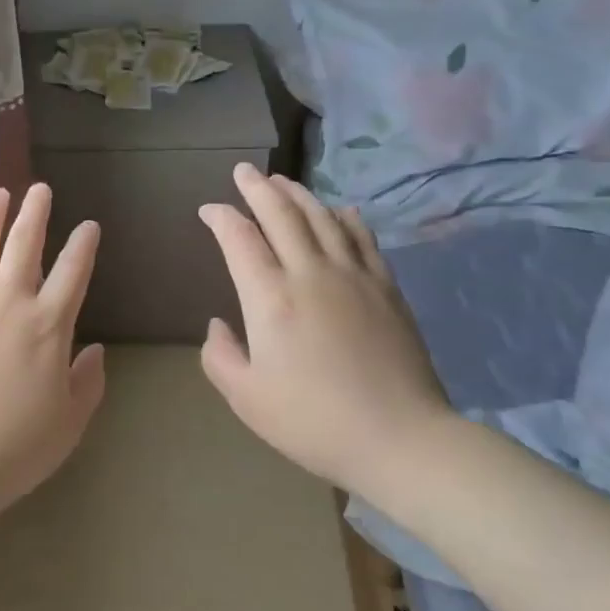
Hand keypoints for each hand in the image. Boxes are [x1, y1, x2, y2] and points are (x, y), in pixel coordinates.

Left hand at [0, 184, 105, 509]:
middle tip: (40, 188)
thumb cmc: (16, 448)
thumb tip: (96, 350)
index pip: (72, 273)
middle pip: (24, 246)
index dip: (83, 245)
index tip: (89, 224)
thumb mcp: (69, 421)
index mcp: (48, 326)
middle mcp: (8, 303)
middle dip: (35, 213)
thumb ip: (87, 382)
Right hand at [198, 165, 452, 490]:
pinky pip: (363, 238)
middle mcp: (310, 274)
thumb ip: (219, 356)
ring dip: (299, 194)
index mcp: (270, 298)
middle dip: (258, 188)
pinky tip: (340, 209)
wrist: (400, 439)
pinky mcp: (386, 288)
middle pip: (282, 214)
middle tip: (243, 171)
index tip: (209, 210)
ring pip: (322, 218)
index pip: (239, 239)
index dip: (221, 217)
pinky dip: (346, 217)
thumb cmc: (312, 421)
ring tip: (282, 181)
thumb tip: (218, 324)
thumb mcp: (246, 398)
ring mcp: (354, 277)